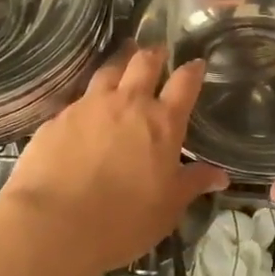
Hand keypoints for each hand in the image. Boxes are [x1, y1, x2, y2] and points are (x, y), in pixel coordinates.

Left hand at [0, 46, 228, 275]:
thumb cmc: (124, 220)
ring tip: (123, 57)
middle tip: (157, 50)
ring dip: (120, 61)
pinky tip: (85, 106)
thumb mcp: (168, 208)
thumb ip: (193, 184)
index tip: (197, 63)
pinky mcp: (58, 118)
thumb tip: (220, 175)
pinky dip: (88, 97)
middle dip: (154, 54)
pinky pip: (78, 99)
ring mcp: (89, 106)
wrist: (53, 224)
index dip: (192, 70)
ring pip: (108, 70)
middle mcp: (128, 103)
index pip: (184, 83)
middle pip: (144, 63)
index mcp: (162, 123)